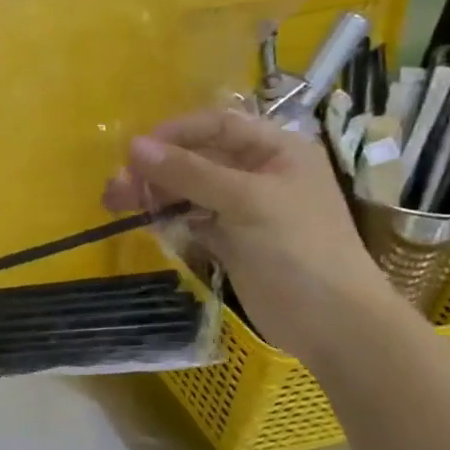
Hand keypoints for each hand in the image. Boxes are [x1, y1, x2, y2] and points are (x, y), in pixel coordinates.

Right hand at [104, 108, 399, 364]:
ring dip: (155, 194)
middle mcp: (260, 173)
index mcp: (277, 150)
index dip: (175, 133)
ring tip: (117, 205)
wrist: (333, 324)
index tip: (134, 151)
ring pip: (189, 190)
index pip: (217, 126)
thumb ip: (188, 172)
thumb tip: (132, 146)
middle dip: (157, 169)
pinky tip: (145, 223)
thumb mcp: (244, 201)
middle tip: (117, 187)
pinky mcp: (231, 240)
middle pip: (197, 158)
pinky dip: (168, 219)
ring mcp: (244, 209)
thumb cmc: (298, 248)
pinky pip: (191, 219)